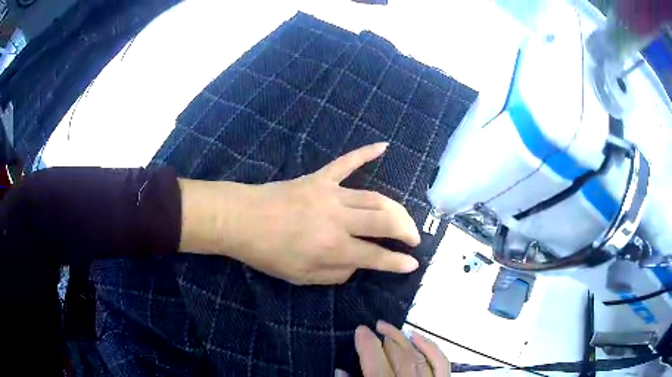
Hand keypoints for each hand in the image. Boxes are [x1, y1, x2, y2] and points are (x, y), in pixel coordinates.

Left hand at [178, 143, 420, 284]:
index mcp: (332, 248)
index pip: (376, 256)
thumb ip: (336, 273)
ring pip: (374, 197)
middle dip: (406, 231)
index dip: (398, 262)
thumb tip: (359, 263)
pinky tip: (384, 146)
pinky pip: (346, 162)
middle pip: (385, 221)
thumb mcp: (302, 277)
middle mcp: (338, 220)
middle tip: (413, 239)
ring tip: (406, 220)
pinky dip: (365, 153)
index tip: (414, 264)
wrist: (240, 220)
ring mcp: (330, 194)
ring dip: (396, 209)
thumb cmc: (268, 253)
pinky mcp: (319, 178)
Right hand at [353, 321, 449, 376]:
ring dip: (403, 339)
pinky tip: (418, 336)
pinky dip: (430, 347)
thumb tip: (341, 369)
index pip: (376, 364)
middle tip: (375, 327)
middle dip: (385, 338)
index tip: (361, 329)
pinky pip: (440, 362)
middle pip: (399, 356)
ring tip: (389, 328)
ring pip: (417, 355)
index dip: (367, 344)